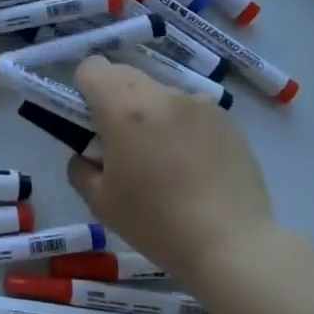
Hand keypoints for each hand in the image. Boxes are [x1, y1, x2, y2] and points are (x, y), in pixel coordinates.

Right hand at [68, 55, 275, 279]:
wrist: (232, 245)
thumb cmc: (157, 224)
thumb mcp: (100, 202)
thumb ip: (81, 168)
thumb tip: (89, 155)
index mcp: (125, 110)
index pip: (92, 68)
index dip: (83, 89)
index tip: (87, 120)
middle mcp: (162, 95)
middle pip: (125, 74)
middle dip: (113, 98)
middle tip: (119, 141)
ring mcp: (199, 104)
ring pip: (158, 92)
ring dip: (148, 111)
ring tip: (161, 156)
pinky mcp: (226, 119)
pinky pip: (189, 109)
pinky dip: (179, 125)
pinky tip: (190, 164)